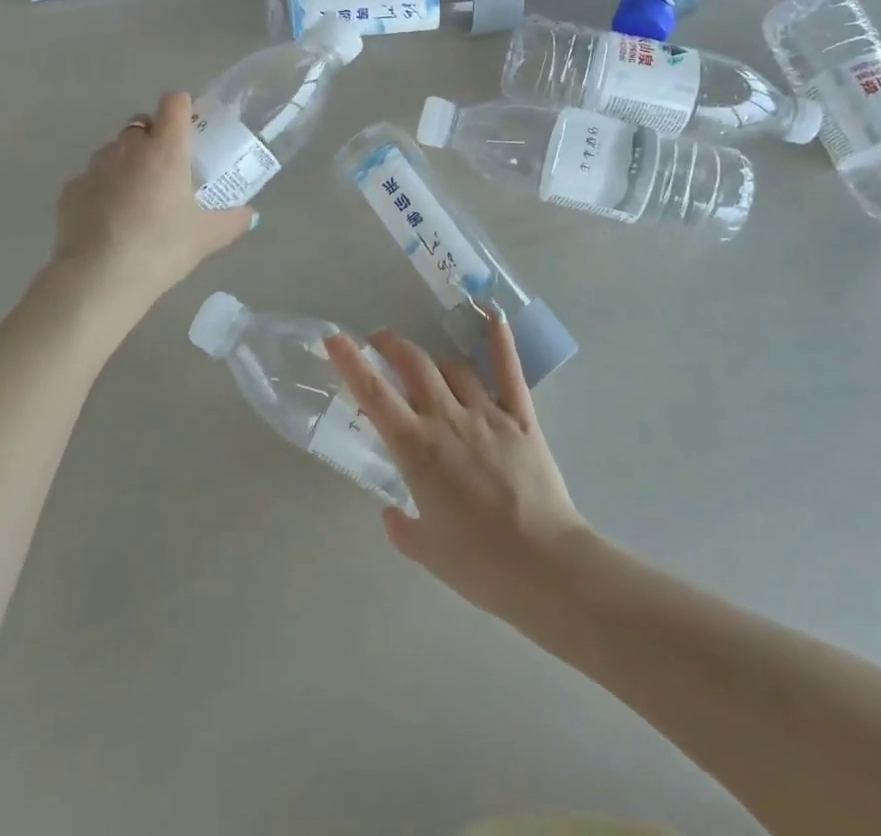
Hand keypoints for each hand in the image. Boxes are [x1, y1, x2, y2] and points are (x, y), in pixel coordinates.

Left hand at [48, 92, 252, 300]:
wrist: (98, 278)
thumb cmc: (161, 248)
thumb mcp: (207, 238)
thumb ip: (232, 221)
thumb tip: (251, 215)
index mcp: (166, 150)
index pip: (173, 103)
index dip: (181, 107)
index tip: (188, 126)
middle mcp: (129, 149)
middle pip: (141, 123)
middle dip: (153, 136)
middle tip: (167, 168)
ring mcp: (94, 167)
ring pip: (113, 149)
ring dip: (126, 161)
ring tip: (136, 196)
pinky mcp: (70, 190)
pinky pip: (91, 178)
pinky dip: (102, 188)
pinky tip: (108, 219)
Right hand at [325, 312, 590, 621]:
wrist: (544, 565)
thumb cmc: (479, 564)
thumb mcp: (427, 551)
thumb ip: (401, 526)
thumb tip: (391, 512)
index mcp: (417, 449)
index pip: (375, 395)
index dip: (352, 363)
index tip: (336, 339)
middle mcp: (448, 419)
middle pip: (415, 364)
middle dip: (392, 346)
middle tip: (380, 342)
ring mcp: (487, 413)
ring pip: (454, 367)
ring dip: (435, 362)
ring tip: (427, 367)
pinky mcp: (521, 416)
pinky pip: (508, 369)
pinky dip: (500, 340)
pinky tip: (494, 314)